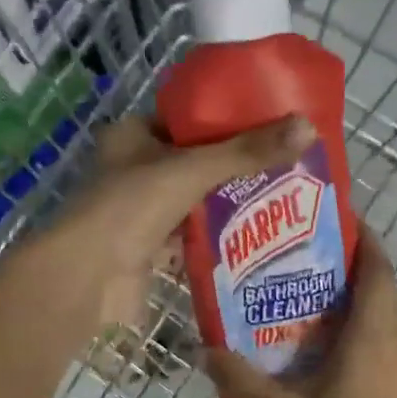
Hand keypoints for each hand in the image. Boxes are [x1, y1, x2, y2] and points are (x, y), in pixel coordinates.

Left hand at [64, 114, 314, 326]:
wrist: (88, 278)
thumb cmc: (131, 208)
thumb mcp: (193, 170)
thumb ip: (247, 152)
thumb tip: (308, 127)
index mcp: (134, 135)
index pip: (189, 119)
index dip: (229, 119)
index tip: (272, 124)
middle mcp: (136, 170)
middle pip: (197, 162)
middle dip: (238, 167)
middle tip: (287, 165)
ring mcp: (142, 212)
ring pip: (197, 202)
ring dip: (232, 205)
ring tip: (284, 200)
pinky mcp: (151, 249)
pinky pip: (193, 238)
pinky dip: (219, 239)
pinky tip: (258, 238)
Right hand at [201, 236, 396, 397]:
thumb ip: (244, 382)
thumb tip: (205, 351)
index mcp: (373, 335)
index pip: (377, 269)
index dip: (363, 239)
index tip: (334, 220)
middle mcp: (395, 339)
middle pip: (382, 284)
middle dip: (353, 262)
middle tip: (307, 254)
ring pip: (386, 310)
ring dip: (359, 293)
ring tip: (313, 289)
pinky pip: (387, 334)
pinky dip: (364, 321)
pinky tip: (330, 338)